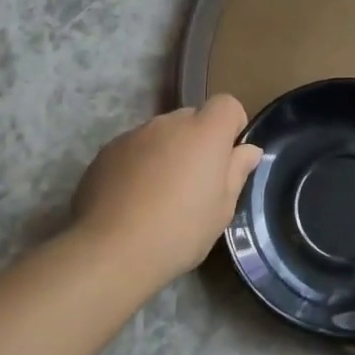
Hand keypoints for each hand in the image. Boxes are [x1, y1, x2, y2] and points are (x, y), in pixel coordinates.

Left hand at [73, 96, 262, 282]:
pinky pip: (133, 149)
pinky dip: (139, 164)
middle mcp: (168, 124)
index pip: (226, 104)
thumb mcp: (222, 209)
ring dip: (167, 152)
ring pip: (160, 135)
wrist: (112, 251)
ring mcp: (133, 135)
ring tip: (159, 194)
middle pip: (191, 119)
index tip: (228, 157)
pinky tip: (133, 200)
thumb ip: (236, 171)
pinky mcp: (106, 152)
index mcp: (204, 133)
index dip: (232, 126)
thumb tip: (248, 150)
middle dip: (198, 141)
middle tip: (195, 182)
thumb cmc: (180, 231)